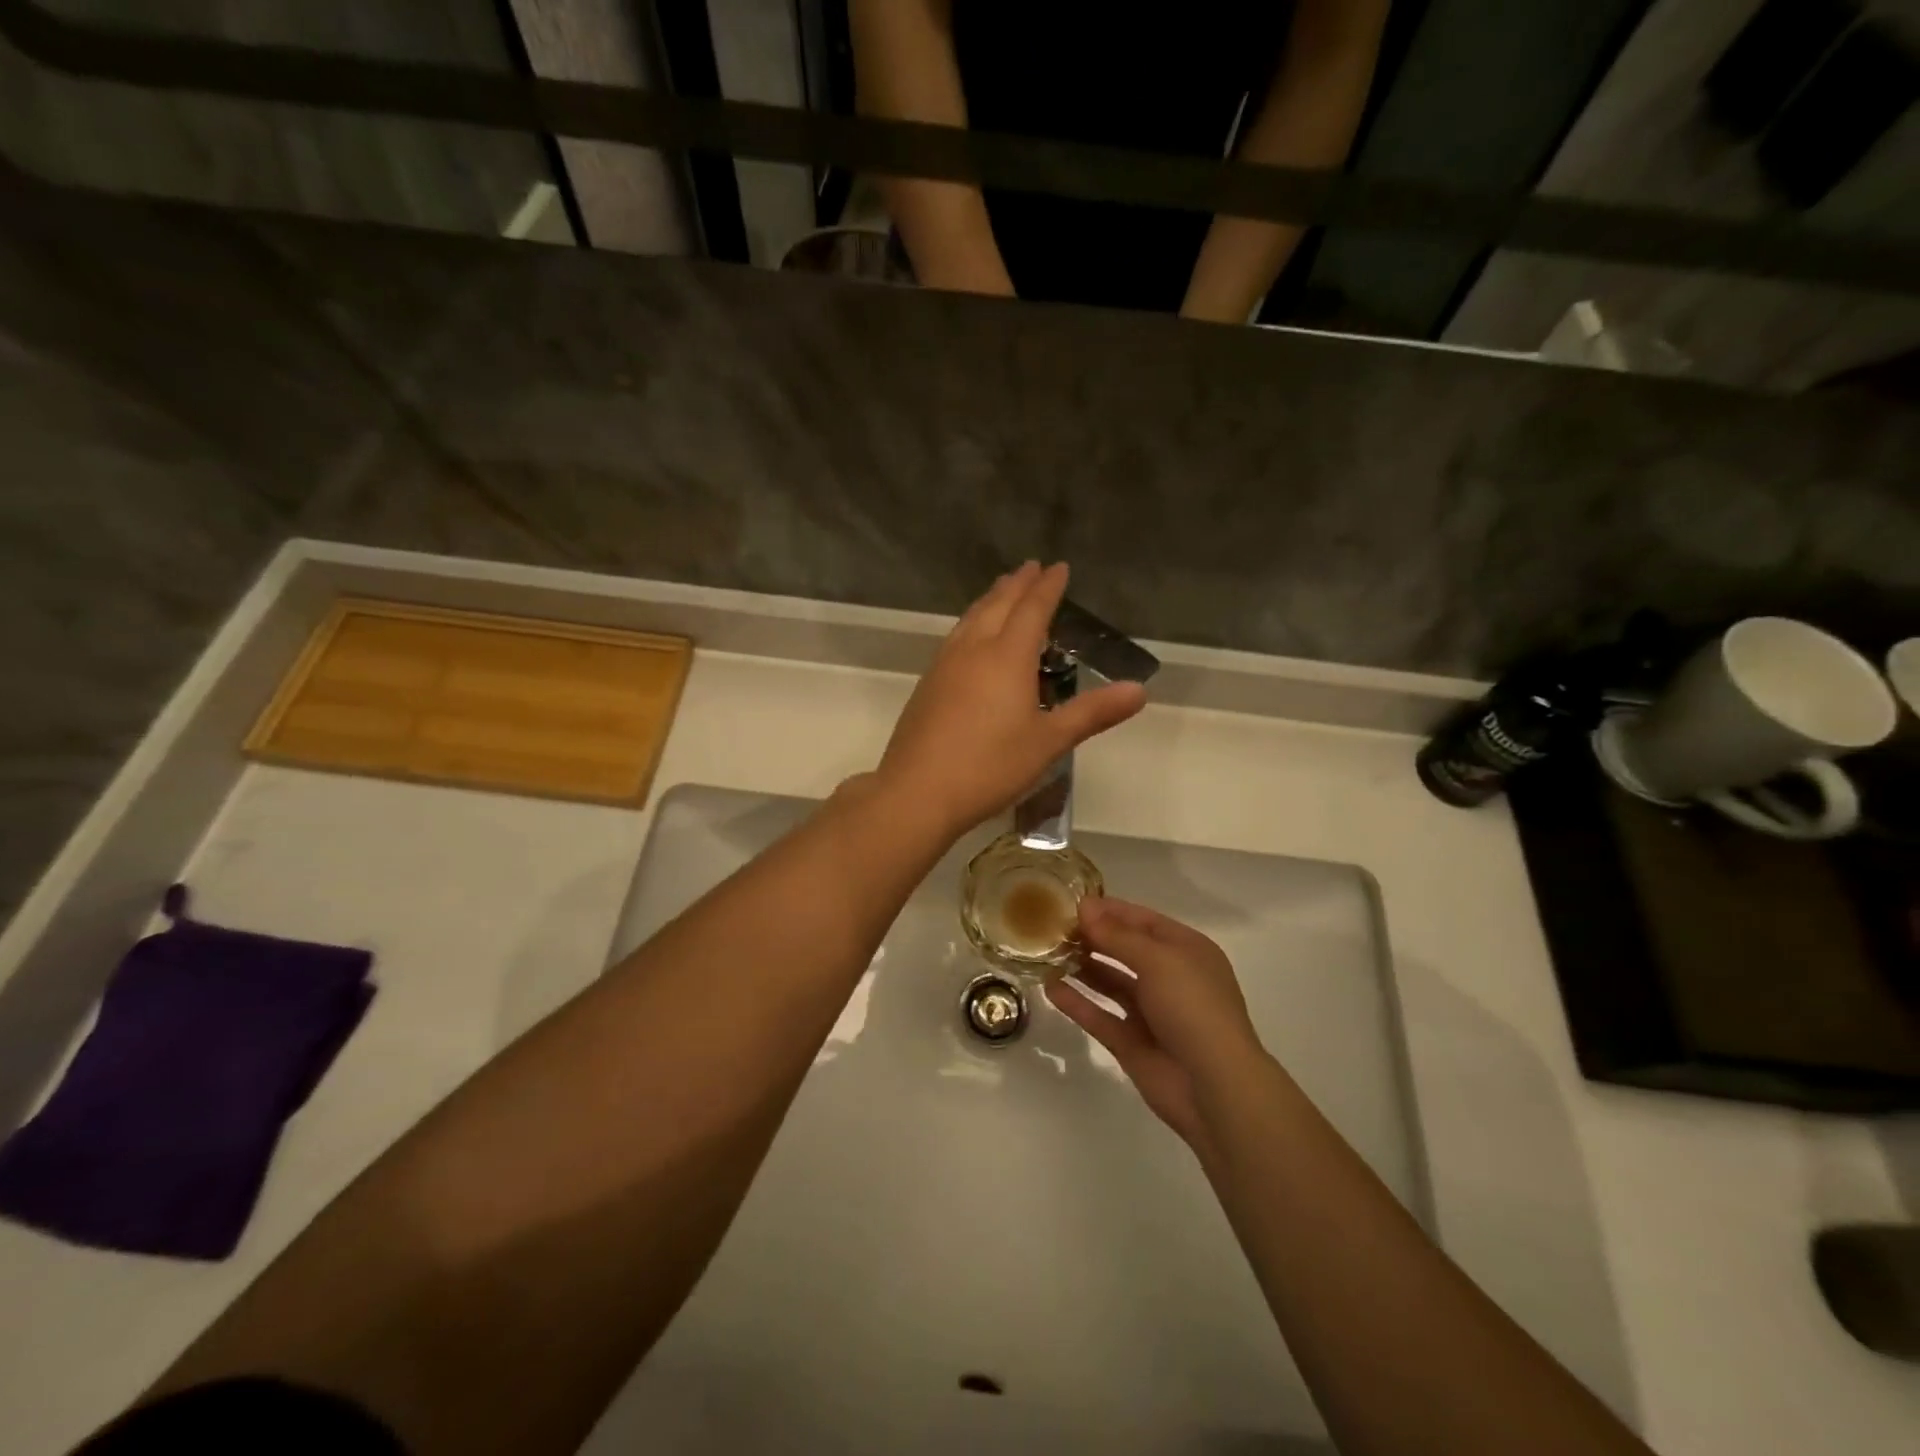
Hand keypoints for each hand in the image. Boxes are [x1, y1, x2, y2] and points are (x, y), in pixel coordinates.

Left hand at [877, 563, 1145, 836]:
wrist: (918, 791)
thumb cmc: (990, 766)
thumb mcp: (1049, 742)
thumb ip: (1092, 712)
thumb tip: (1139, 690)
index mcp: (1007, 656)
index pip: (1033, 609)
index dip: (1048, 587)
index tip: (1059, 567)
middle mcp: (974, 649)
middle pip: (998, 605)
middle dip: (1018, 585)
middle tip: (1031, 568)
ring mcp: (945, 664)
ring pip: (971, 618)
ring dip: (991, 600)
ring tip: (1002, 591)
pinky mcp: (928, 683)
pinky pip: (956, 637)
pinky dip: (971, 622)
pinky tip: (970, 637)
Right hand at [1046, 898, 1265, 1155]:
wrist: (1214, 1087)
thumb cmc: (1193, 1007)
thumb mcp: (1158, 960)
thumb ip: (1117, 936)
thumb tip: (1085, 908)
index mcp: (1186, 951)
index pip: (1144, 921)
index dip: (1110, 911)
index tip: (1072, 903)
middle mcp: (1170, 978)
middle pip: (1125, 950)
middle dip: (1093, 937)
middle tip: (1053, 926)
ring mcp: (1151, 1013)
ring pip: (1111, 983)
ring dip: (1083, 967)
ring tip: (1047, 953)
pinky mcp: (1132, 1043)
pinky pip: (1100, 1016)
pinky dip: (1077, 1002)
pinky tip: (1050, 988)